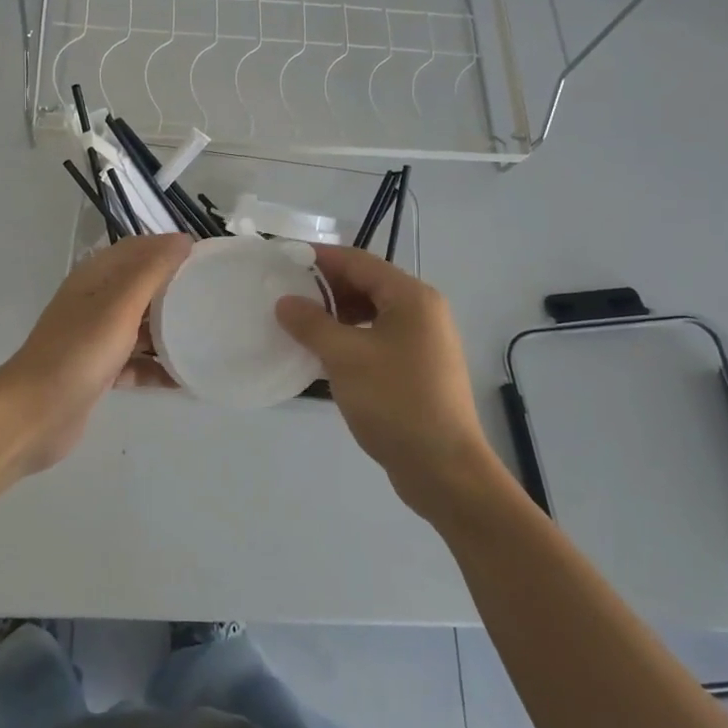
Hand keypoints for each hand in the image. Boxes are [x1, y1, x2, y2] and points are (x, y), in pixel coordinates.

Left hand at [0, 234, 191, 473]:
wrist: (34, 414)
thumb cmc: (79, 351)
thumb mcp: (119, 304)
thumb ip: (152, 271)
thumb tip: (183, 239)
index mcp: (95, 277)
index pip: (138, 249)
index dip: (169, 248)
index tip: (208, 258)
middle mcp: (95, 302)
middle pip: (142, 287)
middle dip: (175, 290)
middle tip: (215, 297)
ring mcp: (96, 338)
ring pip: (141, 327)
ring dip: (170, 330)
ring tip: (208, 335)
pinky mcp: (99, 372)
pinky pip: (136, 363)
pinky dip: (158, 368)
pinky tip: (188, 379)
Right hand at [276, 245, 493, 520]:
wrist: (444, 469)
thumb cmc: (395, 401)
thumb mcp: (344, 357)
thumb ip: (311, 323)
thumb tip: (285, 301)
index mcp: (411, 297)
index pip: (358, 261)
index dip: (319, 258)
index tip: (283, 261)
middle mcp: (422, 311)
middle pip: (366, 285)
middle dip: (326, 288)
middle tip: (286, 297)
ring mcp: (423, 342)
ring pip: (371, 314)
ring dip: (336, 315)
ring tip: (300, 326)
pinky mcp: (419, 369)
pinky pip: (378, 339)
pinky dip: (350, 339)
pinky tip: (325, 355)